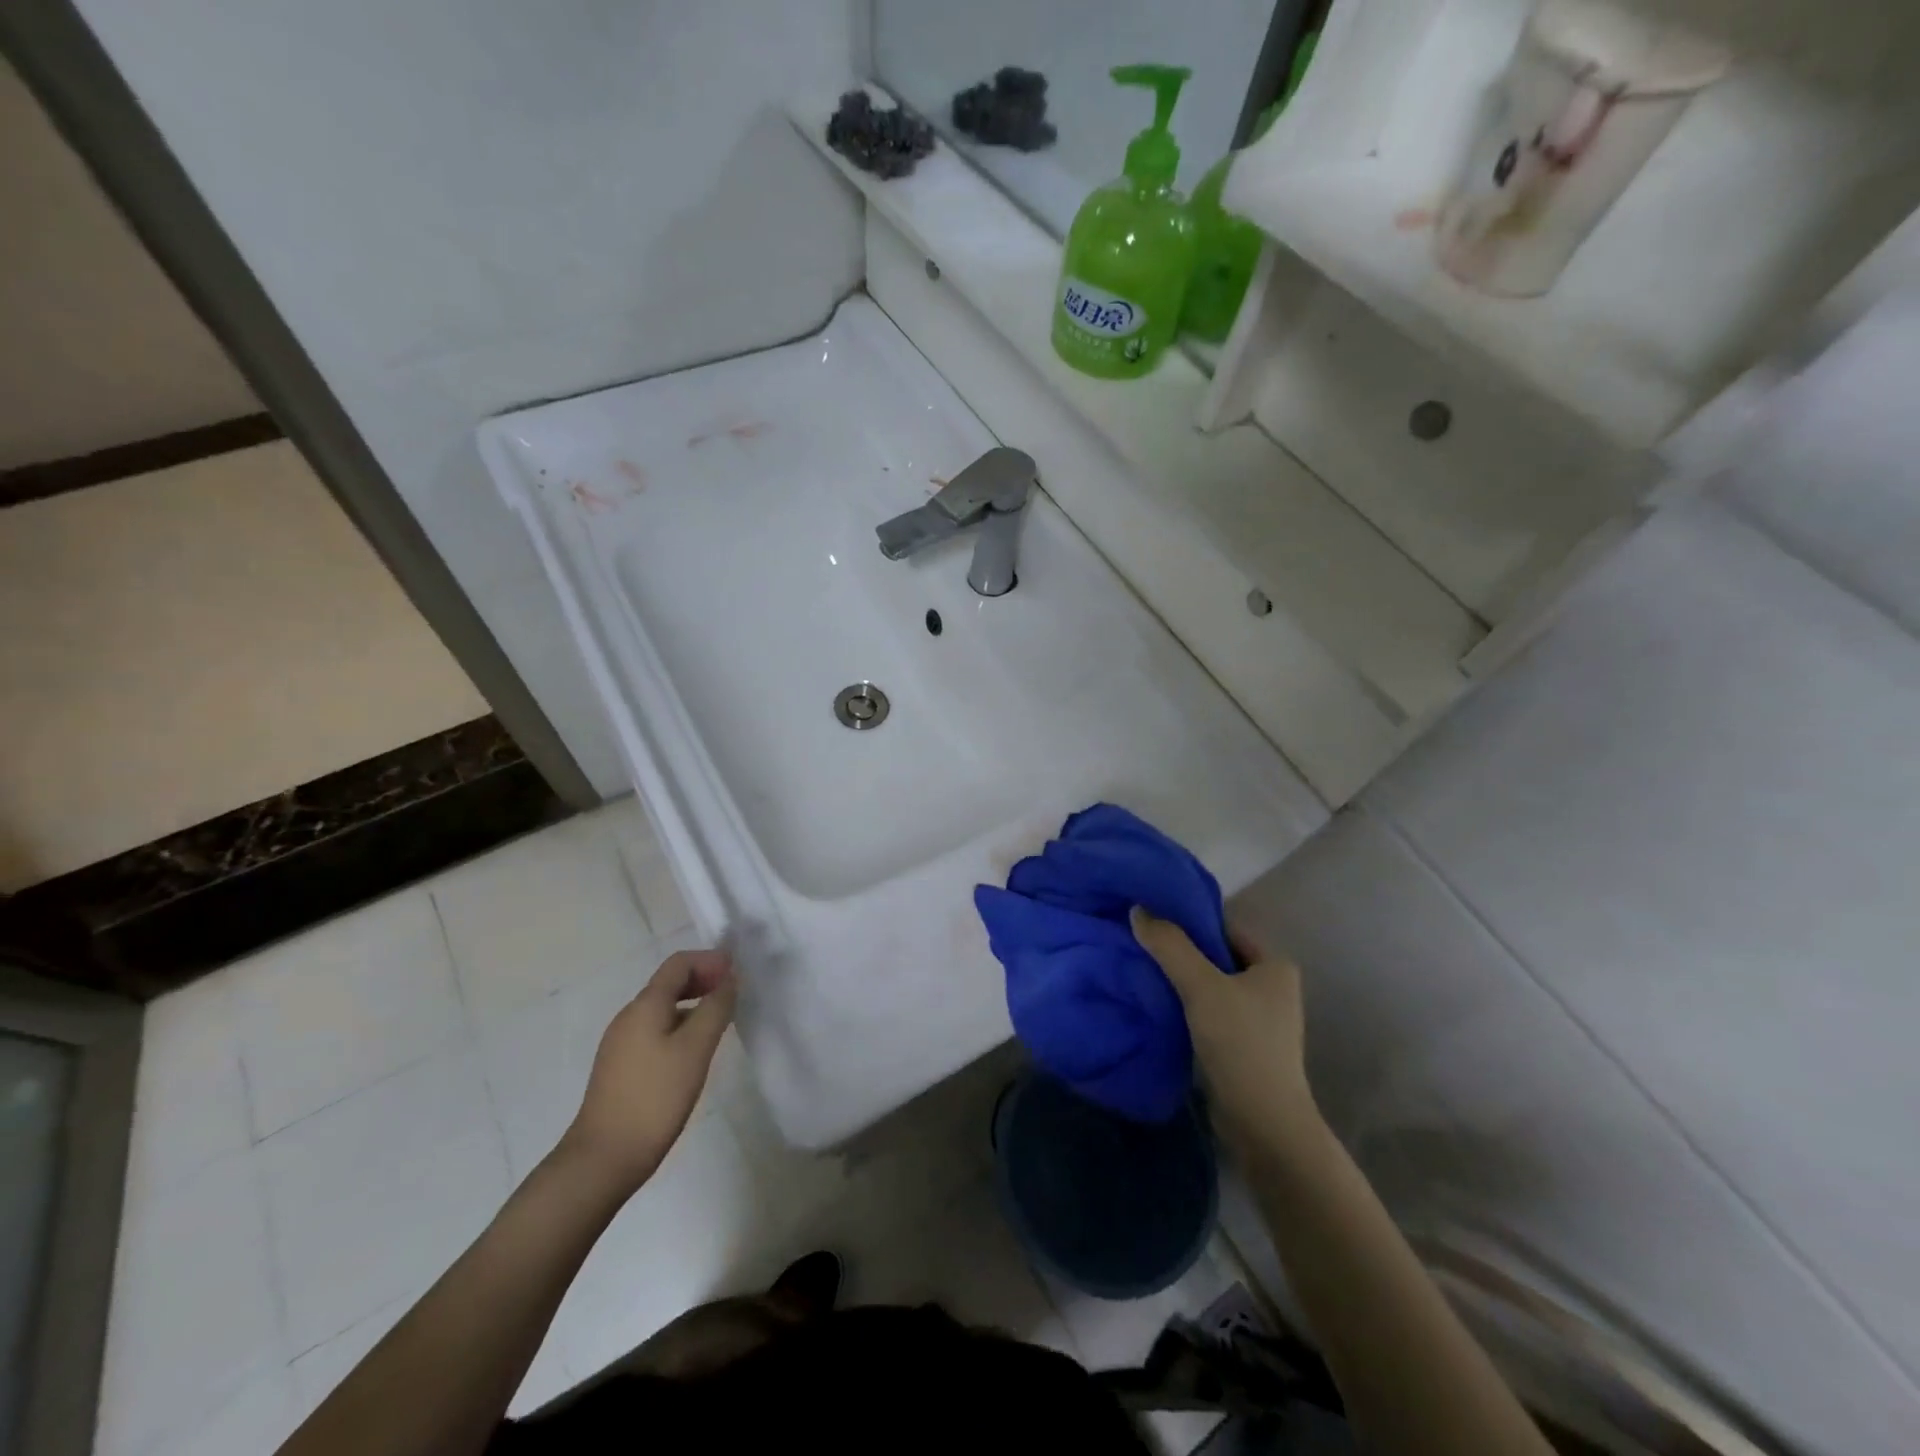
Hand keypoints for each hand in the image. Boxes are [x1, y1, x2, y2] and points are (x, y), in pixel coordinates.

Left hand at [558, 948, 736, 1194]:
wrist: (604, 1158)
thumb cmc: (655, 1097)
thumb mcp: (695, 1049)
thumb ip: (716, 1008)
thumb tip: (729, 979)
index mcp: (645, 1005)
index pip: (679, 963)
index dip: (710, 960)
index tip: (737, 973)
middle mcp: (629, 1016)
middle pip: (669, 983)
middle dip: (703, 980)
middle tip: (734, 994)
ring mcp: (621, 1042)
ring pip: (663, 1008)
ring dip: (694, 1004)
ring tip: (720, 1022)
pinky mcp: (621, 1066)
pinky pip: (655, 1030)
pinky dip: (680, 1025)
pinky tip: (694, 1050)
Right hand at [1131, 908, 1316, 1151]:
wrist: (1263, 1123)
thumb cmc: (1241, 1043)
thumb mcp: (1201, 985)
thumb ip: (1169, 945)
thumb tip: (1138, 909)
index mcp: (1274, 964)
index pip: (1224, 927)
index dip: (1188, 918)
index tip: (1150, 915)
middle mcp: (1271, 987)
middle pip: (1215, 955)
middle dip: (1179, 949)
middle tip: (1138, 940)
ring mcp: (1258, 1019)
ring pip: (1208, 985)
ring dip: (1178, 978)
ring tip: (1139, 967)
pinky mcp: (1241, 1045)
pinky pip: (1206, 1011)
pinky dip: (1183, 1004)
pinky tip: (1154, 1002)